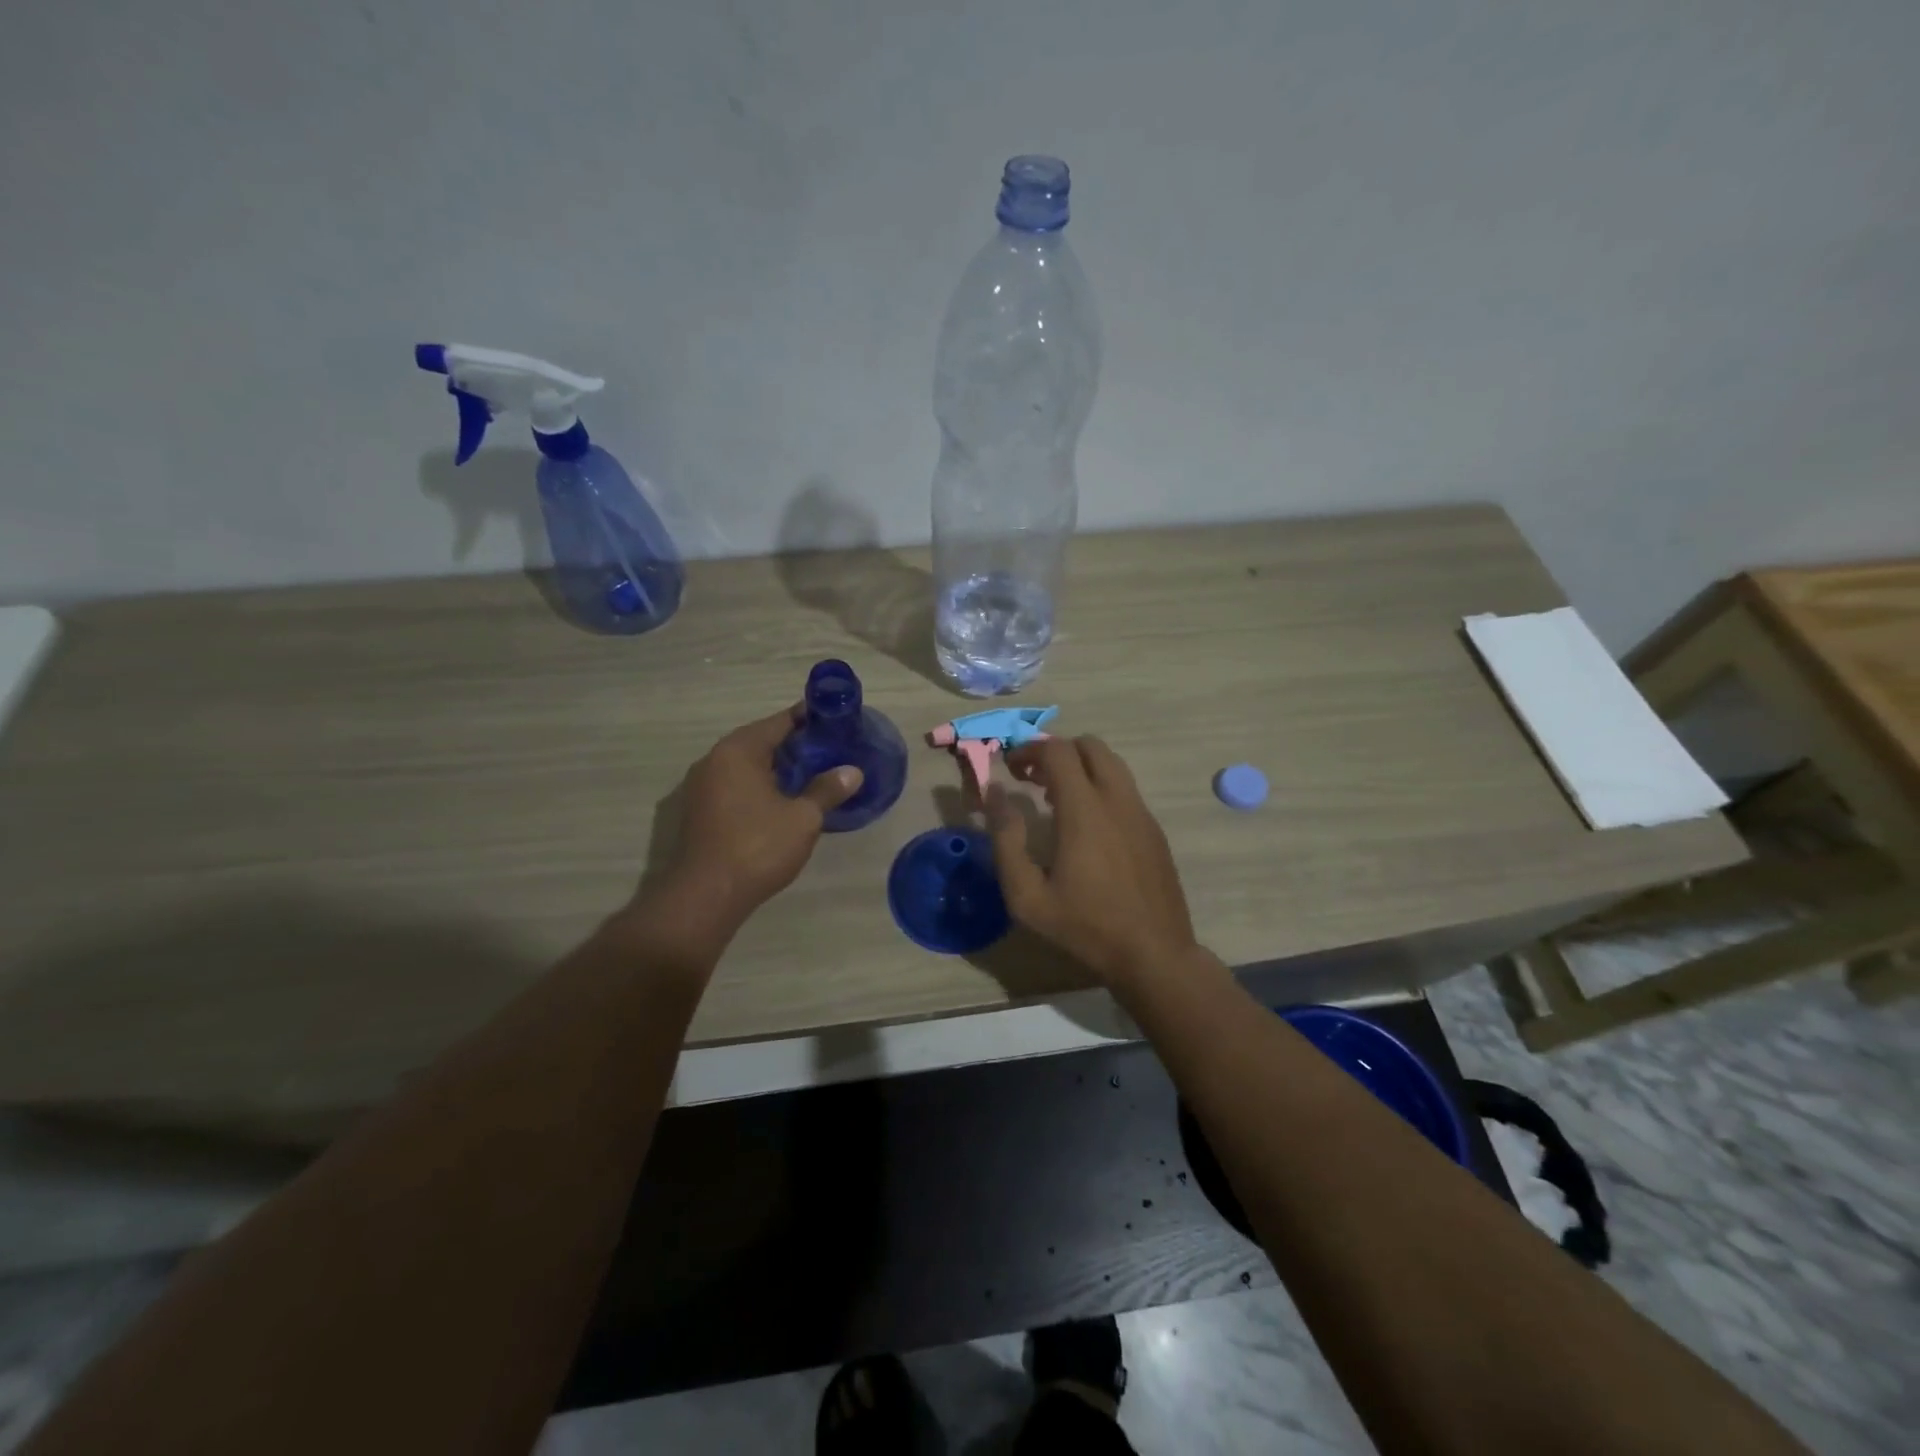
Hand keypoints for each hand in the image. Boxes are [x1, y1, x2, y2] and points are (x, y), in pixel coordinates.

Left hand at [646, 706, 861, 932]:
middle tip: (829, 749)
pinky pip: (735, 785)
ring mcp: (702, 786)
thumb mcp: (802, 818)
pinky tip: (783, 799)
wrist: (706, 896)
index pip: (779, 721)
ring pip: (746, 765)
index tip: (835, 720)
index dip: (809, 719)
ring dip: (776, 766)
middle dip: (795, 744)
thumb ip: (827, 790)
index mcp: (738, 751)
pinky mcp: (699, 810)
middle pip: (761, 741)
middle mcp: (714, 759)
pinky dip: (759, 785)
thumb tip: (853, 771)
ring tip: (812, 773)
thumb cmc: (757, 847)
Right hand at [986, 736, 1196, 984]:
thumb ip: (1006, 839)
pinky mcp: (1154, 829)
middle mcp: (1117, 799)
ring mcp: (1141, 812)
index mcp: (1084, 809)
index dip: (1029, 749)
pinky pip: (1124, 790)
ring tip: (1055, 800)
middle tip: (1032, 778)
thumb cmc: (1084, 926)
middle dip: (1057, 751)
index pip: (1057, 750)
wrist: (1154, 953)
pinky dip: (1100, 788)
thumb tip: (994, 793)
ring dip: (1080, 767)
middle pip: (1090, 745)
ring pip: (1112, 764)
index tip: (1010, 767)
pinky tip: (1086, 827)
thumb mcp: (1027, 895)